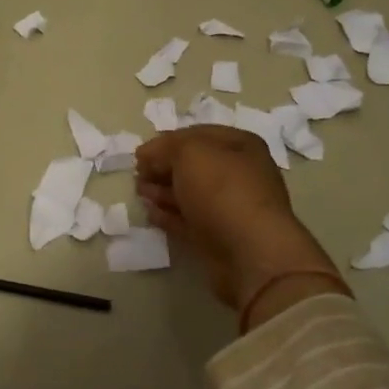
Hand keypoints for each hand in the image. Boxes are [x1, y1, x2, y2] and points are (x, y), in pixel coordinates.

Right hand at [136, 127, 347, 330]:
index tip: (141, 153)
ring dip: (163, 191)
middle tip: (138, 173)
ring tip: (140, 192)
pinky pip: (189, 221)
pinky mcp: (219, 237)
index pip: (198, 135)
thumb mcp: (190, 153)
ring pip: (190, 194)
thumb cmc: (222, 190)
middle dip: (163, 167)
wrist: (250, 253)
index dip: (167, 141)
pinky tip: (151, 213)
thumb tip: (149, 155)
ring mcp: (230, 208)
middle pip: (193, 165)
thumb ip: (166, 147)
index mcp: (240, 146)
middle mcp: (239, 174)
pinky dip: (169, 215)